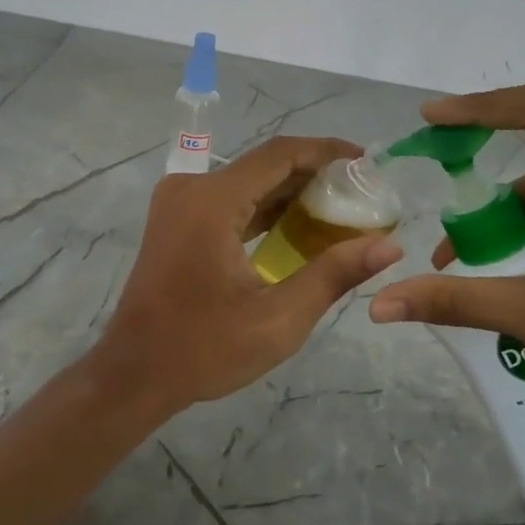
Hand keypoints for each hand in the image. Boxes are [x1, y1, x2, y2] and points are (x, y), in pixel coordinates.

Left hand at [95, 136, 404, 410]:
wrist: (135, 372)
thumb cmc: (204, 349)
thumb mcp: (278, 318)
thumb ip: (334, 274)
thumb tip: (389, 245)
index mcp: (212, 201)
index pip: (279, 154)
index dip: (326, 151)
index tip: (366, 161)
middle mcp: (191, 188)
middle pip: (263, 164)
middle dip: (313, 173)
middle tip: (360, 191)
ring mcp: (178, 202)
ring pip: (246, 181)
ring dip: (289, 190)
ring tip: (340, 205)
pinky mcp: (176, 219)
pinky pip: (228, 200)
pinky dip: (263, 207)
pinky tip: (298, 224)